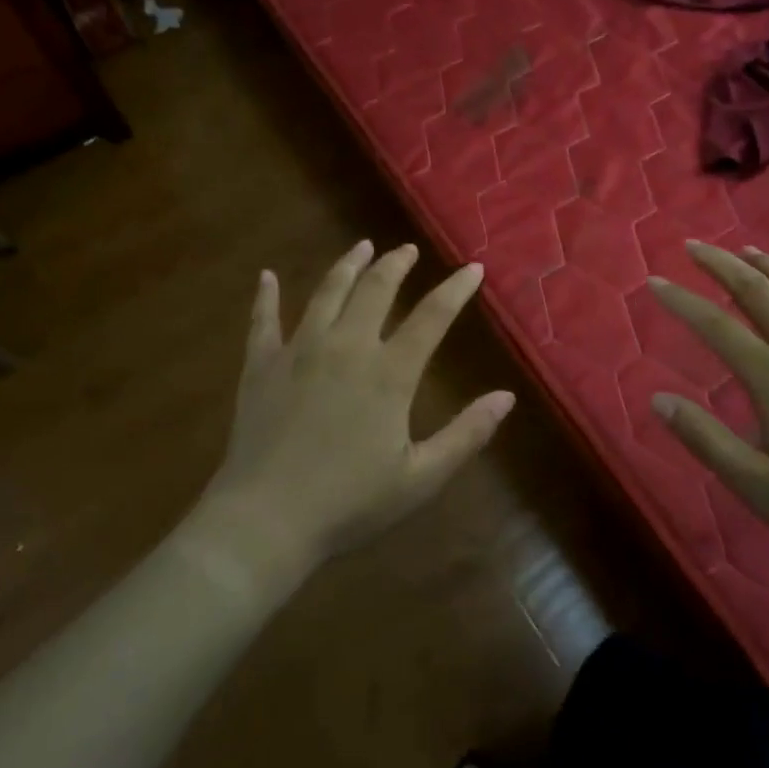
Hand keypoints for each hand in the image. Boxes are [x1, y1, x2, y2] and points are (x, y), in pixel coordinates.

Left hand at [201, 240, 514, 567]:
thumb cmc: (350, 504)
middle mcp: (346, 347)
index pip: (432, 317)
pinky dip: (265, 296)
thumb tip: (507, 397)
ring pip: (327, 293)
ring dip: (347, 265)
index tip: (472, 267)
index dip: (456, 289)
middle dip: (396, 264)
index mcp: (389, 373)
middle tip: (408, 249)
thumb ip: (467, 434)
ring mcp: (299, 351)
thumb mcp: (421, 478)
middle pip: (376, 290)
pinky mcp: (261, 365)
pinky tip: (266, 276)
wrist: (266, 521)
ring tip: (361, 247)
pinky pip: (263, 320)